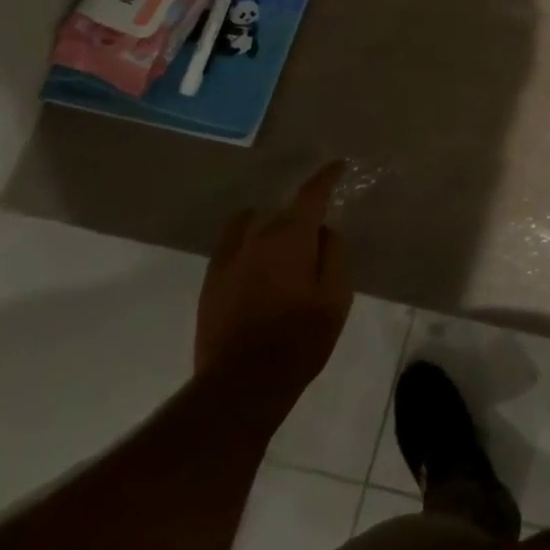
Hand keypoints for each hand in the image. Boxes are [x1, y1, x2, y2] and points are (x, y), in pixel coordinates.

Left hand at [196, 161, 352, 391]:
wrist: (242, 384)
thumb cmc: (299, 339)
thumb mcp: (336, 297)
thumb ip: (334, 255)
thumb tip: (324, 232)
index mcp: (291, 238)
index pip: (311, 194)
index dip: (326, 177)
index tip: (338, 165)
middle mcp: (256, 238)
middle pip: (281, 211)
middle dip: (300, 212)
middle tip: (316, 228)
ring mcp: (228, 259)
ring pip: (250, 224)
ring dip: (269, 223)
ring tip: (281, 239)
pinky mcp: (211, 282)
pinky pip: (229, 245)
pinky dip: (245, 241)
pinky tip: (254, 261)